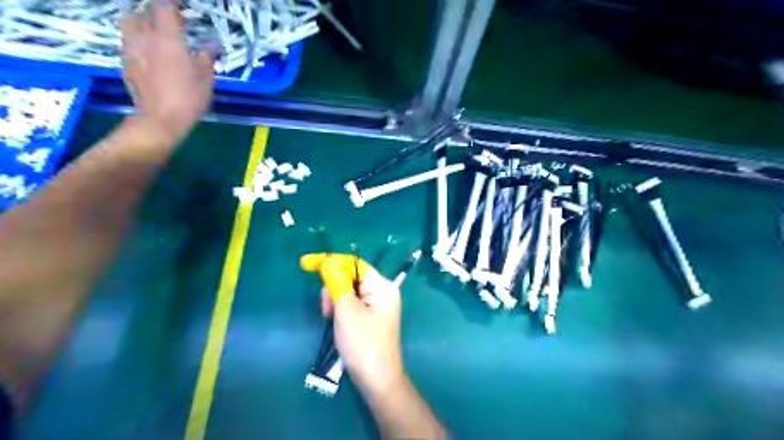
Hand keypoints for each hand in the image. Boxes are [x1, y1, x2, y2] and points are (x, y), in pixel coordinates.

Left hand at [117, 1, 212, 145]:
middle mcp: (144, 38)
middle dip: (154, 13)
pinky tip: (150, 56)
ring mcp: (130, 50)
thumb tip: (211, 45)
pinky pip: (128, 43)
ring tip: (155, 36)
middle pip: (141, 12)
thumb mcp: (206, 79)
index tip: (180, 3)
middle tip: (169, 23)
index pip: (163, 6)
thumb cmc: (188, 98)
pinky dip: (138, 43)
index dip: (171, 1)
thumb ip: (206, 58)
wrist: (160, 119)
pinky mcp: (125, 64)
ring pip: (129, 25)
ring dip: (141, 25)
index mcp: (167, 38)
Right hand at [301, 256, 406, 393]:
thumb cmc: (362, 343)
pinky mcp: (372, 318)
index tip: (306, 264)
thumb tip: (329, 262)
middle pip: (351, 277)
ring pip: (349, 292)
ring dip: (335, 300)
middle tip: (326, 309)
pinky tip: (335, 322)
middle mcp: (383, 292)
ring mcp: (378, 306)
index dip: (330, 262)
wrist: (378, 380)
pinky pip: (353, 304)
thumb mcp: (346, 310)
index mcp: (382, 286)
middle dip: (333, 288)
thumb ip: (337, 283)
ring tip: (330, 318)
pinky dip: (341, 309)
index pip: (354, 264)